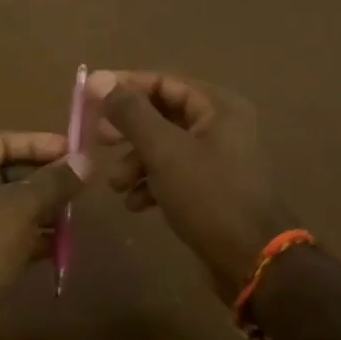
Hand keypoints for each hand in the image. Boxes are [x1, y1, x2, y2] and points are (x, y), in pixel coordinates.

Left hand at [0, 131, 88, 326]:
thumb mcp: (20, 207)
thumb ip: (54, 182)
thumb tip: (85, 160)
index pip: (1, 141)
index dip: (39, 144)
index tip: (74, 151)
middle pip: (4, 173)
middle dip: (43, 180)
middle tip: (80, 184)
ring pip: (7, 207)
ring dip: (41, 210)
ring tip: (76, 213)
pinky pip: (4, 235)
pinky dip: (30, 237)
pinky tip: (60, 244)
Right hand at [87, 70, 295, 300]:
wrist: (253, 260)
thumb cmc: (209, 196)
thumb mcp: (164, 151)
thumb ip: (130, 113)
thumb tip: (99, 80)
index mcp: (217, 106)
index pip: (162, 82)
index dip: (124, 87)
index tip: (88, 98)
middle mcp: (220, 125)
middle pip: (161, 114)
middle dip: (127, 131)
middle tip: (98, 141)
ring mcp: (217, 158)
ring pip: (164, 147)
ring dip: (135, 162)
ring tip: (117, 186)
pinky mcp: (211, 188)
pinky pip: (173, 174)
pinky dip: (151, 184)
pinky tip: (137, 204)